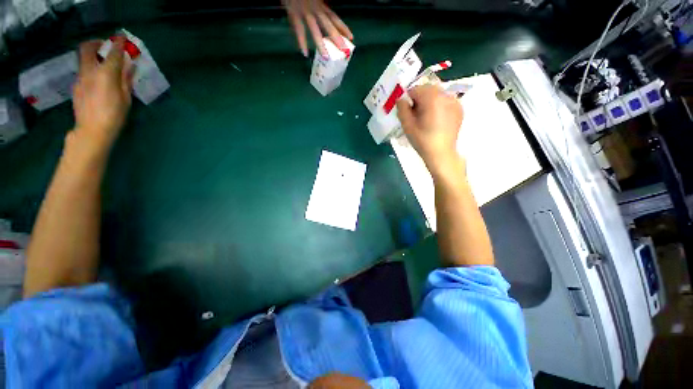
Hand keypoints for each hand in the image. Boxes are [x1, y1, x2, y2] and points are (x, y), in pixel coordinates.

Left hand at [72, 37, 132, 150]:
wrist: (91, 131)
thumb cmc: (114, 116)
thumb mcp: (125, 99)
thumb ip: (126, 80)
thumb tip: (130, 66)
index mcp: (106, 74)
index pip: (112, 53)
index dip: (118, 43)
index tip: (122, 38)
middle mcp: (90, 71)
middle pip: (88, 48)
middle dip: (97, 43)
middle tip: (106, 46)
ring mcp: (80, 78)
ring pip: (84, 59)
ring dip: (93, 56)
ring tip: (104, 64)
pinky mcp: (76, 86)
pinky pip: (83, 71)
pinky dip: (91, 69)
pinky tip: (98, 80)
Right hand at [283, 0, 352, 56]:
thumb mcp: (315, 0)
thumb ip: (320, 8)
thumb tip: (325, 19)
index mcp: (320, 5)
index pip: (334, 17)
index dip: (343, 27)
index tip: (351, 37)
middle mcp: (315, 9)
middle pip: (328, 25)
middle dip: (336, 38)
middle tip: (344, 50)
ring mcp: (305, 12)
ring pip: (315, 29)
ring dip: (320, 44)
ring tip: (325, 57)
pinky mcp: (294, 13)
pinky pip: (299, 29)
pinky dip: (301, 42)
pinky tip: (305, 53)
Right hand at [396, 85, 463, 176]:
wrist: (441, 154)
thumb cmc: (422, 141)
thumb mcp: (407, 126)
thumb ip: (402, 109)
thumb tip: (400, 99)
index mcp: (432, 98)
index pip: (416, 89)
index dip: (408, 100)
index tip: (407, 112)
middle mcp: (445, 95)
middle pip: (428, 89)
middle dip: (420, 99)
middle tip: (416, 115)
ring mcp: (454, 101)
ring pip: (437, 94)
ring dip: (429, 101)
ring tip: (427, 118)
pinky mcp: (459, 109)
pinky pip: (446, 101)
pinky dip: (439, 105)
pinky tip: (436, 120)